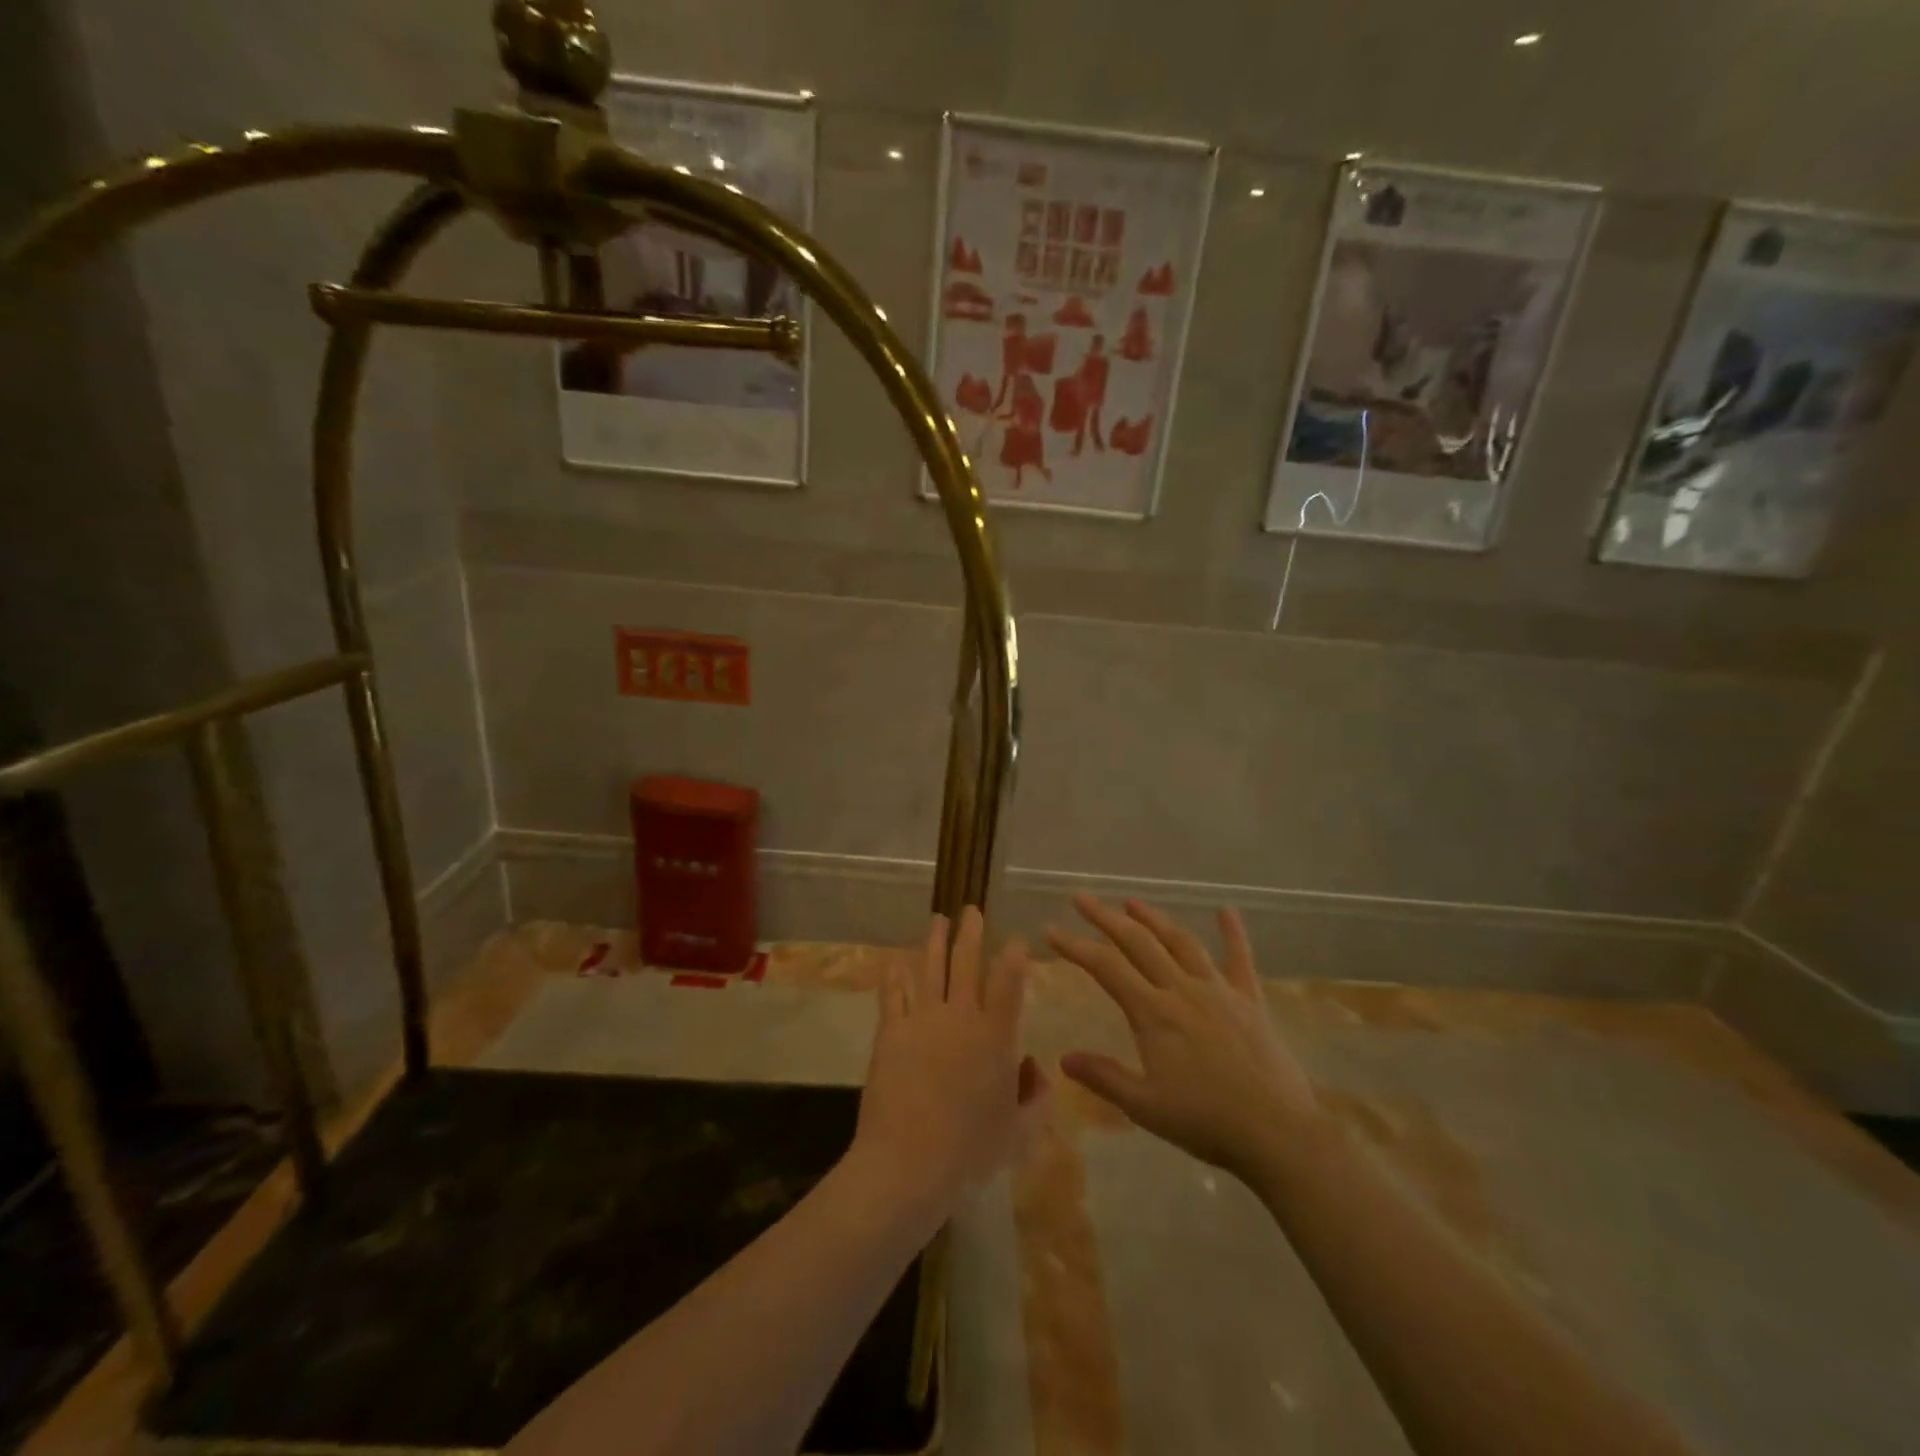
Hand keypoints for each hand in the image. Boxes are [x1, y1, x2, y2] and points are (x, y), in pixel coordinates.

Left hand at [846, 909, 1050, 1225]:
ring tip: (938, 919)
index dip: (1014, 955)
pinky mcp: (891, 1032)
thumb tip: (1034, 1068)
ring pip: (930, 967)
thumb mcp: (1020, 1133)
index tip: (1015, 939)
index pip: (1009, 982)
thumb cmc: (970, 1151)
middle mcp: (960, 1017)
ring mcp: (922, 1020)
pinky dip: (895, 975)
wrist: (908, 1163)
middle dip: (971, 932)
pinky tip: (895, 962)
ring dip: (935, 941)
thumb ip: (1036, 1097)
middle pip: (967, 962)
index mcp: (996, 1036)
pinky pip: (893, 993)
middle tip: (972, 910)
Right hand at [1048, 895, 1316, 1180]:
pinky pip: (1240, 959)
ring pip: (1180, 942)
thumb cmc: (1207, 1122)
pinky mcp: (1250, 1000)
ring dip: (1154, 918)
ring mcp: (1219, 990)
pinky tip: (1226, 910)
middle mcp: (1182, 990)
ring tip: (1132, 901)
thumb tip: (1064, 1058)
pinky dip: (1233, 933)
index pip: (1105, 967)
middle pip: (1138, 942)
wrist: (1278, 1133)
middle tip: (1082, 899)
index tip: (1051, 930)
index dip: (1075, 946)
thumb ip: (1105, 1078)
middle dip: (1106, 917)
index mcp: (1154, 1013)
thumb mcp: (1146, 1107)